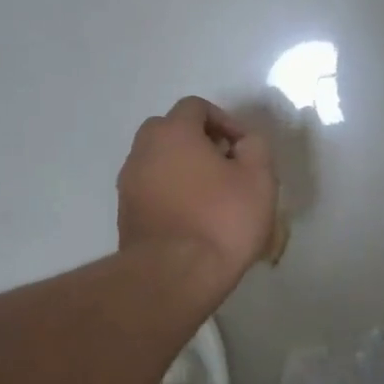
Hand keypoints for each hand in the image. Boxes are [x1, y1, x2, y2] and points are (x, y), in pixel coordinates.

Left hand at [118, 97, 278, 285]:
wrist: (173, 276)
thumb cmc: (221, 220)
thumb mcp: (259, 178)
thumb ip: (255, 146)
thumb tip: (243, 143)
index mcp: (173, 132)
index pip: (196, 107)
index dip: (225, 121)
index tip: (243, 149)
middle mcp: (143, 150)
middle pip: (171, 131)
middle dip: (199, 142)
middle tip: (225, 167)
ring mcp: (129, 183)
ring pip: (158, 161)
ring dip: (183, 169)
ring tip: (211, 197)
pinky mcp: (125, 213)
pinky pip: (151, 189)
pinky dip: (169, 193)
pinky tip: (192, 219)